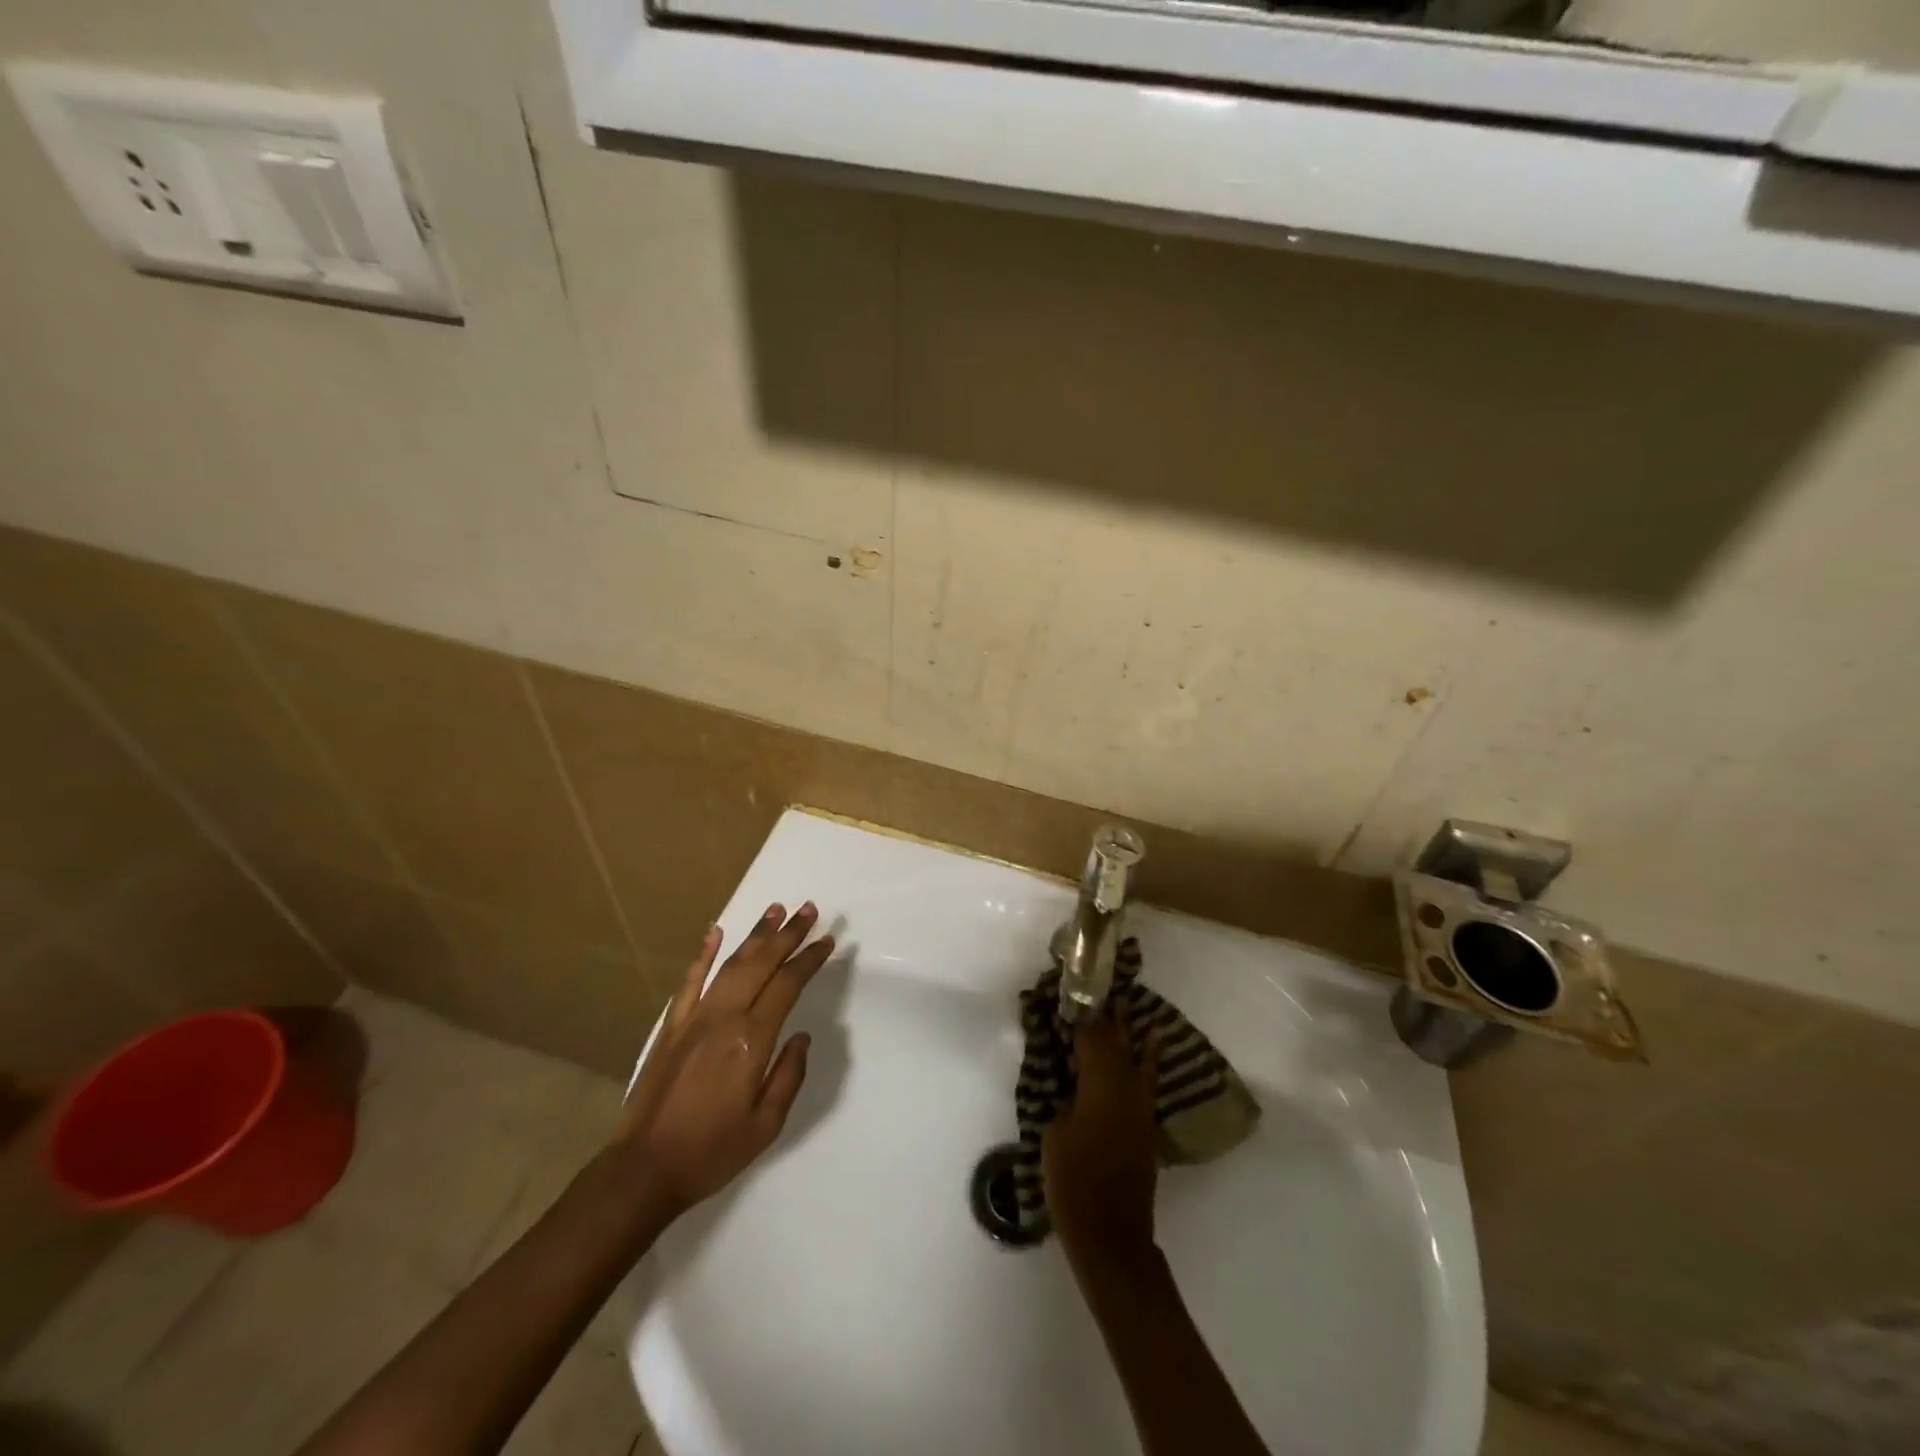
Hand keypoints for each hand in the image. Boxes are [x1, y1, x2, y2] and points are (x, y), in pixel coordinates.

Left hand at [615, 902, 833, 1222]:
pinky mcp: (672, 1026)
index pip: (787, 985)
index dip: (809, 959)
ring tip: (775, 910)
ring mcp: (694, 1017)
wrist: (644, 1169)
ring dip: (755, 935)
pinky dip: (703, 954)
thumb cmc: (712, 1151)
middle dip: (788, 934)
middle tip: (809, 909)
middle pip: (761, 963)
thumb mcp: (767, 1124)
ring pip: (730, 964)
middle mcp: (724, 1018)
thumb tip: (801, 1036)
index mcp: (751, 1040)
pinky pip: (690, 981)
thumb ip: (789, 1075)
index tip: (827, 940)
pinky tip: (714, 931)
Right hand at [1043, 1015, 1162, 1270]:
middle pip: (1116, 1041)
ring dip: (1127, 1031)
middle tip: (1094, 992)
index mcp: (1102, 1084)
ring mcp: (1141, 1105)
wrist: (1111, 1235)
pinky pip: (1146, 1077)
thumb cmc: (1074, 1182)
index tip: (1070, 993)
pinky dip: (1149, 1056)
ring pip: (1135, 1056)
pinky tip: (1153, 1041)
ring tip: (1124, 1004)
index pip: (1091, 1036)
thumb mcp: (1055, 1132)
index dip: (1080, 1014)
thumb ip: (1063, 1096)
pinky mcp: (1145, 1124)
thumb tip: (1071, 1079)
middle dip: (1105, 1017)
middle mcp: (1127, 1086)